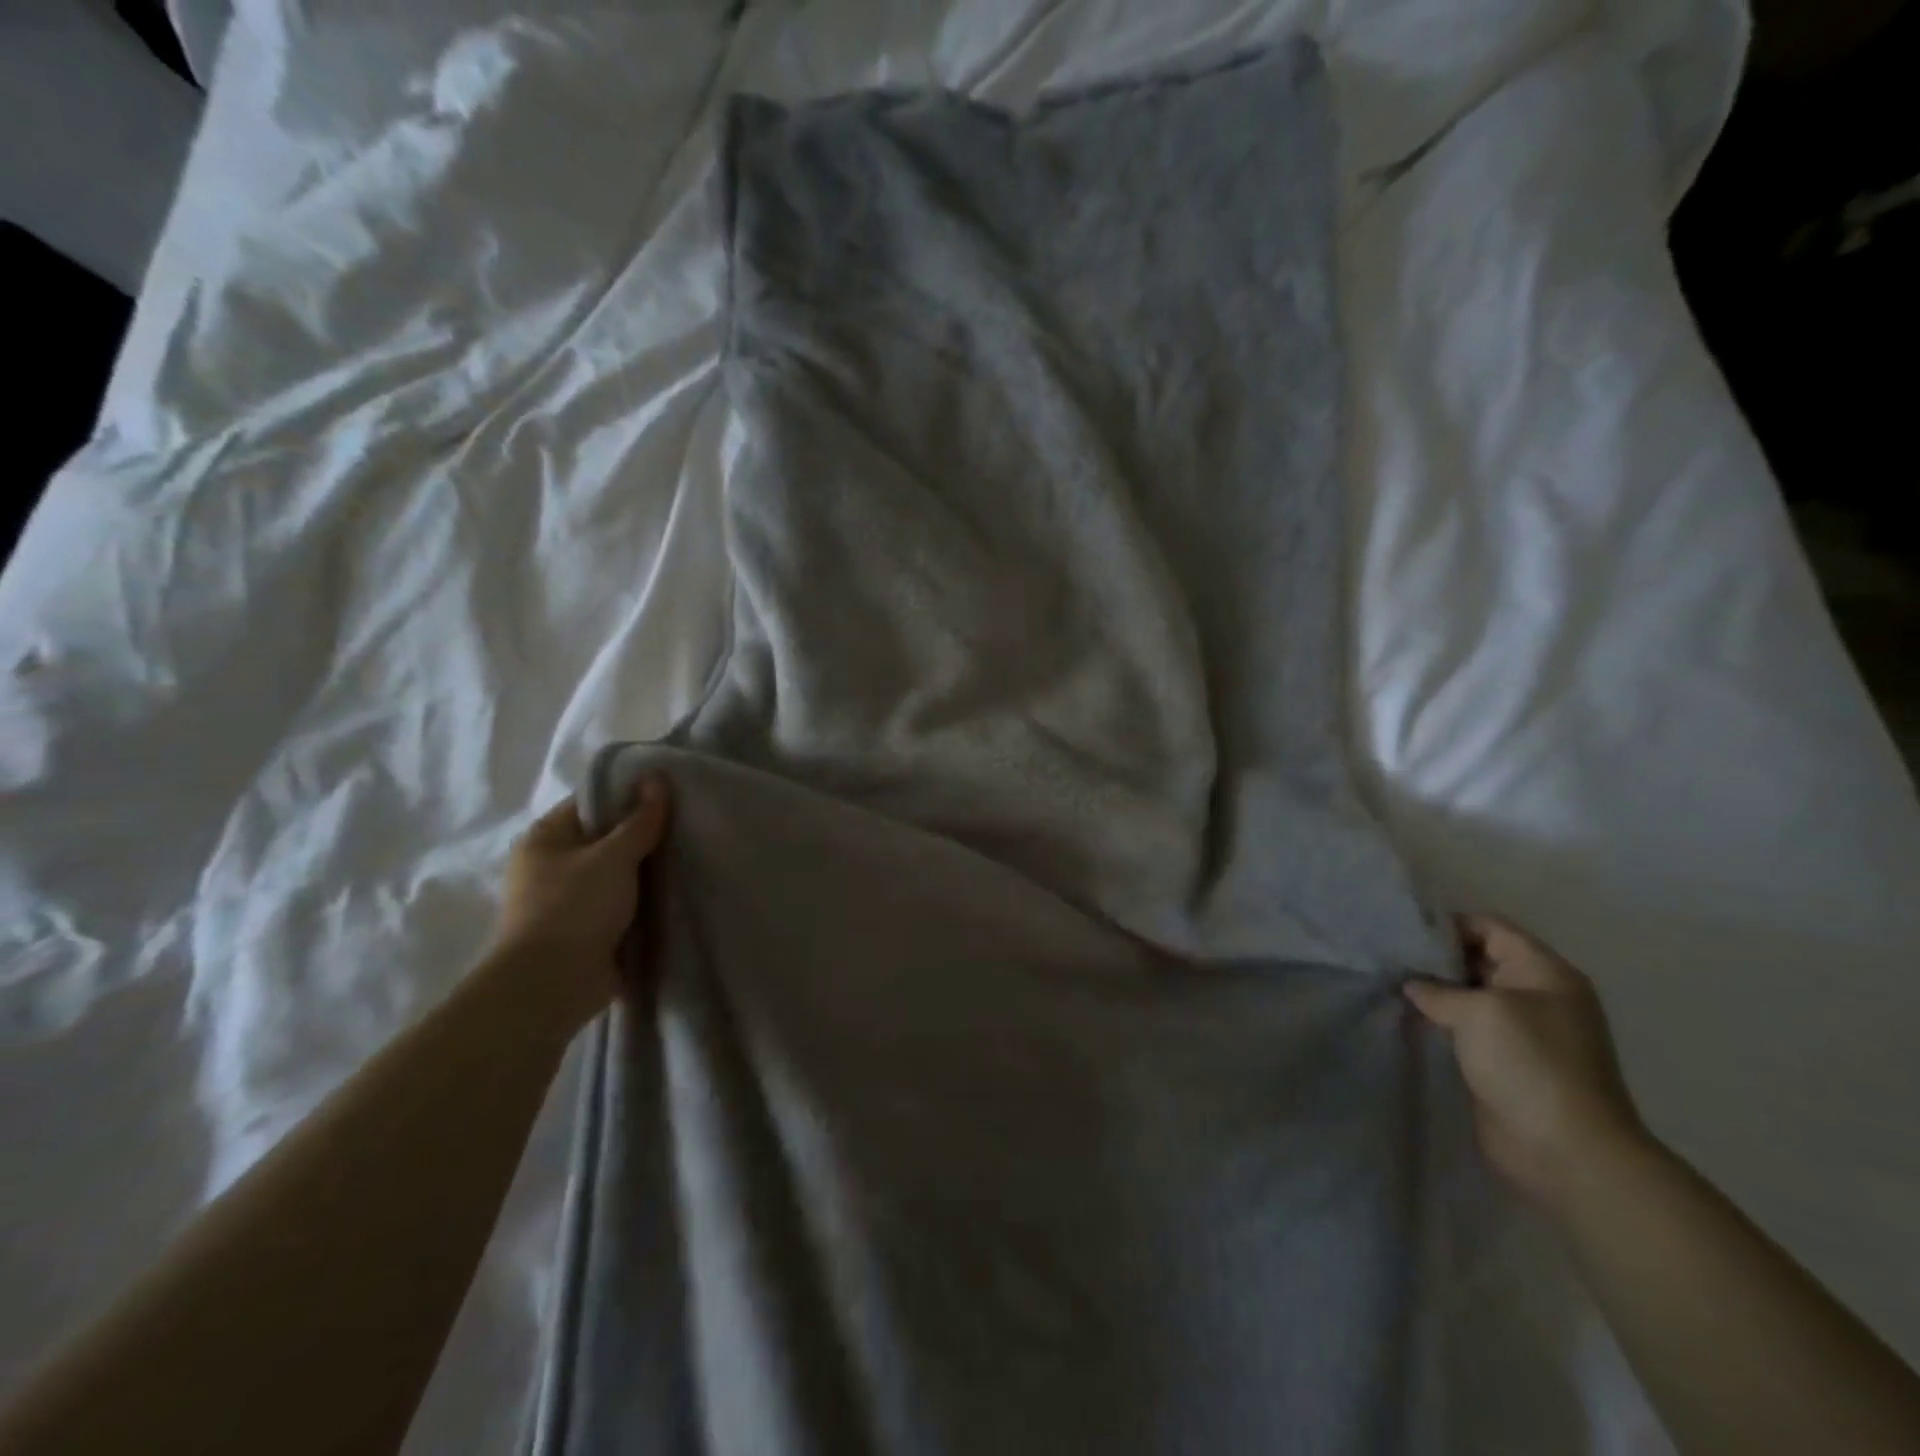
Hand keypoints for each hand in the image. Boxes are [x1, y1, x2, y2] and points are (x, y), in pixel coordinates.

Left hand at [495, 777, 671, 1000]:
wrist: (552, 986)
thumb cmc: (574, 907)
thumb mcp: (613, 855)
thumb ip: (640, 820)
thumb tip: (657, 777)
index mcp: (546, 838)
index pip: (593, 802)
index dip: (630, 795)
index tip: (672, 795)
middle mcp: (552, 865)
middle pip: (607, 838)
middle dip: (645, 836)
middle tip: (689, 826)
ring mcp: (569, 900)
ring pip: (618, 874)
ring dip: (648, 872)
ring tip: (691, 858)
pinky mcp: (587, 930)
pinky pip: (623, 905)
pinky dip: (645, 902)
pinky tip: (678, 893)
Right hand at [1405, 915, 1646, 1210]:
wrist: (1567, 1152)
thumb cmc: (1529, 1064)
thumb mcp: (1479, 1011)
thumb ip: (1438, 989)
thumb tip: (1412, 984)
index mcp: (1544, 972)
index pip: (1490, 927)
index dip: (1446, 924)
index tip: (1400, 929)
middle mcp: (1537, 995)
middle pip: (1479, 959)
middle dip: (1435, 958)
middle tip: (1387, 956)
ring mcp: (1523, 1031)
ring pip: (1470, 995)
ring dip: (1435, 992)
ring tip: (1388, 984)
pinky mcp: (1506, 1062)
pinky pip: (1467, 1028)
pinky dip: (1440, 1021)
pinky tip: (1407, 1018)